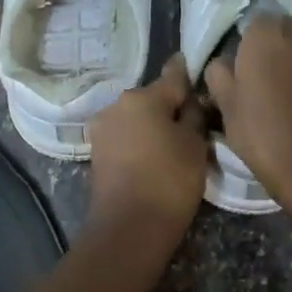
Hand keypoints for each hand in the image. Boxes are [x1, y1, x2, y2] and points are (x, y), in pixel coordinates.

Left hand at [87, 56, 208, 237]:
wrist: (129, 226)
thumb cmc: (170, 180)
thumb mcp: (195, 145)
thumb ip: (193, 115)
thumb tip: (189, 101)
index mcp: (142, 97)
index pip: (172, 77)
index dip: (186, 73)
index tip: (191, 65)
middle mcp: (116, 105)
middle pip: (151, 98)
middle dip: (168, 106)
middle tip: (190, 122)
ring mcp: (102, 128)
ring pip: (135, 117)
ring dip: (151, 124)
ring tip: (171, 144)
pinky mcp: (96, 152)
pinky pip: (124, 136)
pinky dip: (138, 141)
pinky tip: (152, 156)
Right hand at [203, 15, 291, 203]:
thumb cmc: (265, 135)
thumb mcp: (227, 108)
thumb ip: (220, 76)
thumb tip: (223, 63)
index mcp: (268, 36)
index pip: (255, 24)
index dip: (249, 47)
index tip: (244, 72)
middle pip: (287, 34)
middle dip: (278, 53)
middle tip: (267, 86)